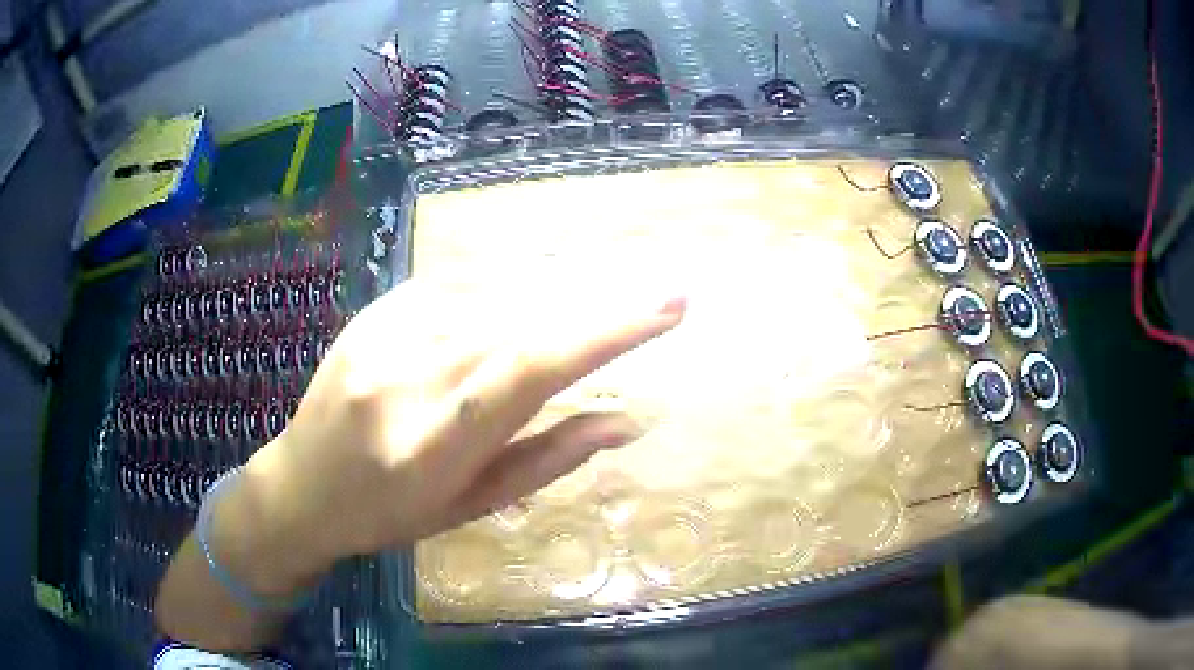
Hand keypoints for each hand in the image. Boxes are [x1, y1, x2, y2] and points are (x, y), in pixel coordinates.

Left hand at [228, 277, 686, 594]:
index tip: (667, 307)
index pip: (535, 369)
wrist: (301, 487)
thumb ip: (549, 459)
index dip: (607, 332)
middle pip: (521, 321)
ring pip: (492, 301)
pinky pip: (454, 295)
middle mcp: (409, 378)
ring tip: (576, 311)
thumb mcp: (472, 505)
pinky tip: (492, 327)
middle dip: (592, 307)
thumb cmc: (389, 514)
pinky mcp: (373, 313)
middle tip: (645, 296)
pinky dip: (492, 304)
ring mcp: (383, 336)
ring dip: (545, 306)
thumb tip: (626, 422)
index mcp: (437, 443)